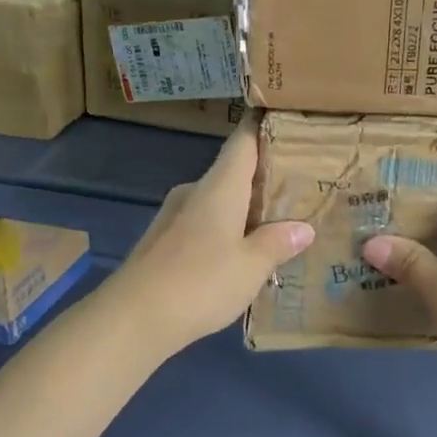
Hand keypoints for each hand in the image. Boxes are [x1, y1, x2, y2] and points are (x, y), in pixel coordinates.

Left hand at [106, 121, 313, 357]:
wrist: (133, 317)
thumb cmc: (201, 282)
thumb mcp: (251, 266)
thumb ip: (278, 243)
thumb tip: (303, 228)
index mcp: (219, 187)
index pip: (243, 142)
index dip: (262, 128)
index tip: (285, 119)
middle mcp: (194, 192)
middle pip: (231, 173)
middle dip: (262, 179)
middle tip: (297, 189)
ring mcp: (173, 216)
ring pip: (216, 202)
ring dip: (243, 210)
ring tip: (275, 227)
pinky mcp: (162, 241)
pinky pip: (202, 225)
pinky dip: (224, 231)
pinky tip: (239, 255)